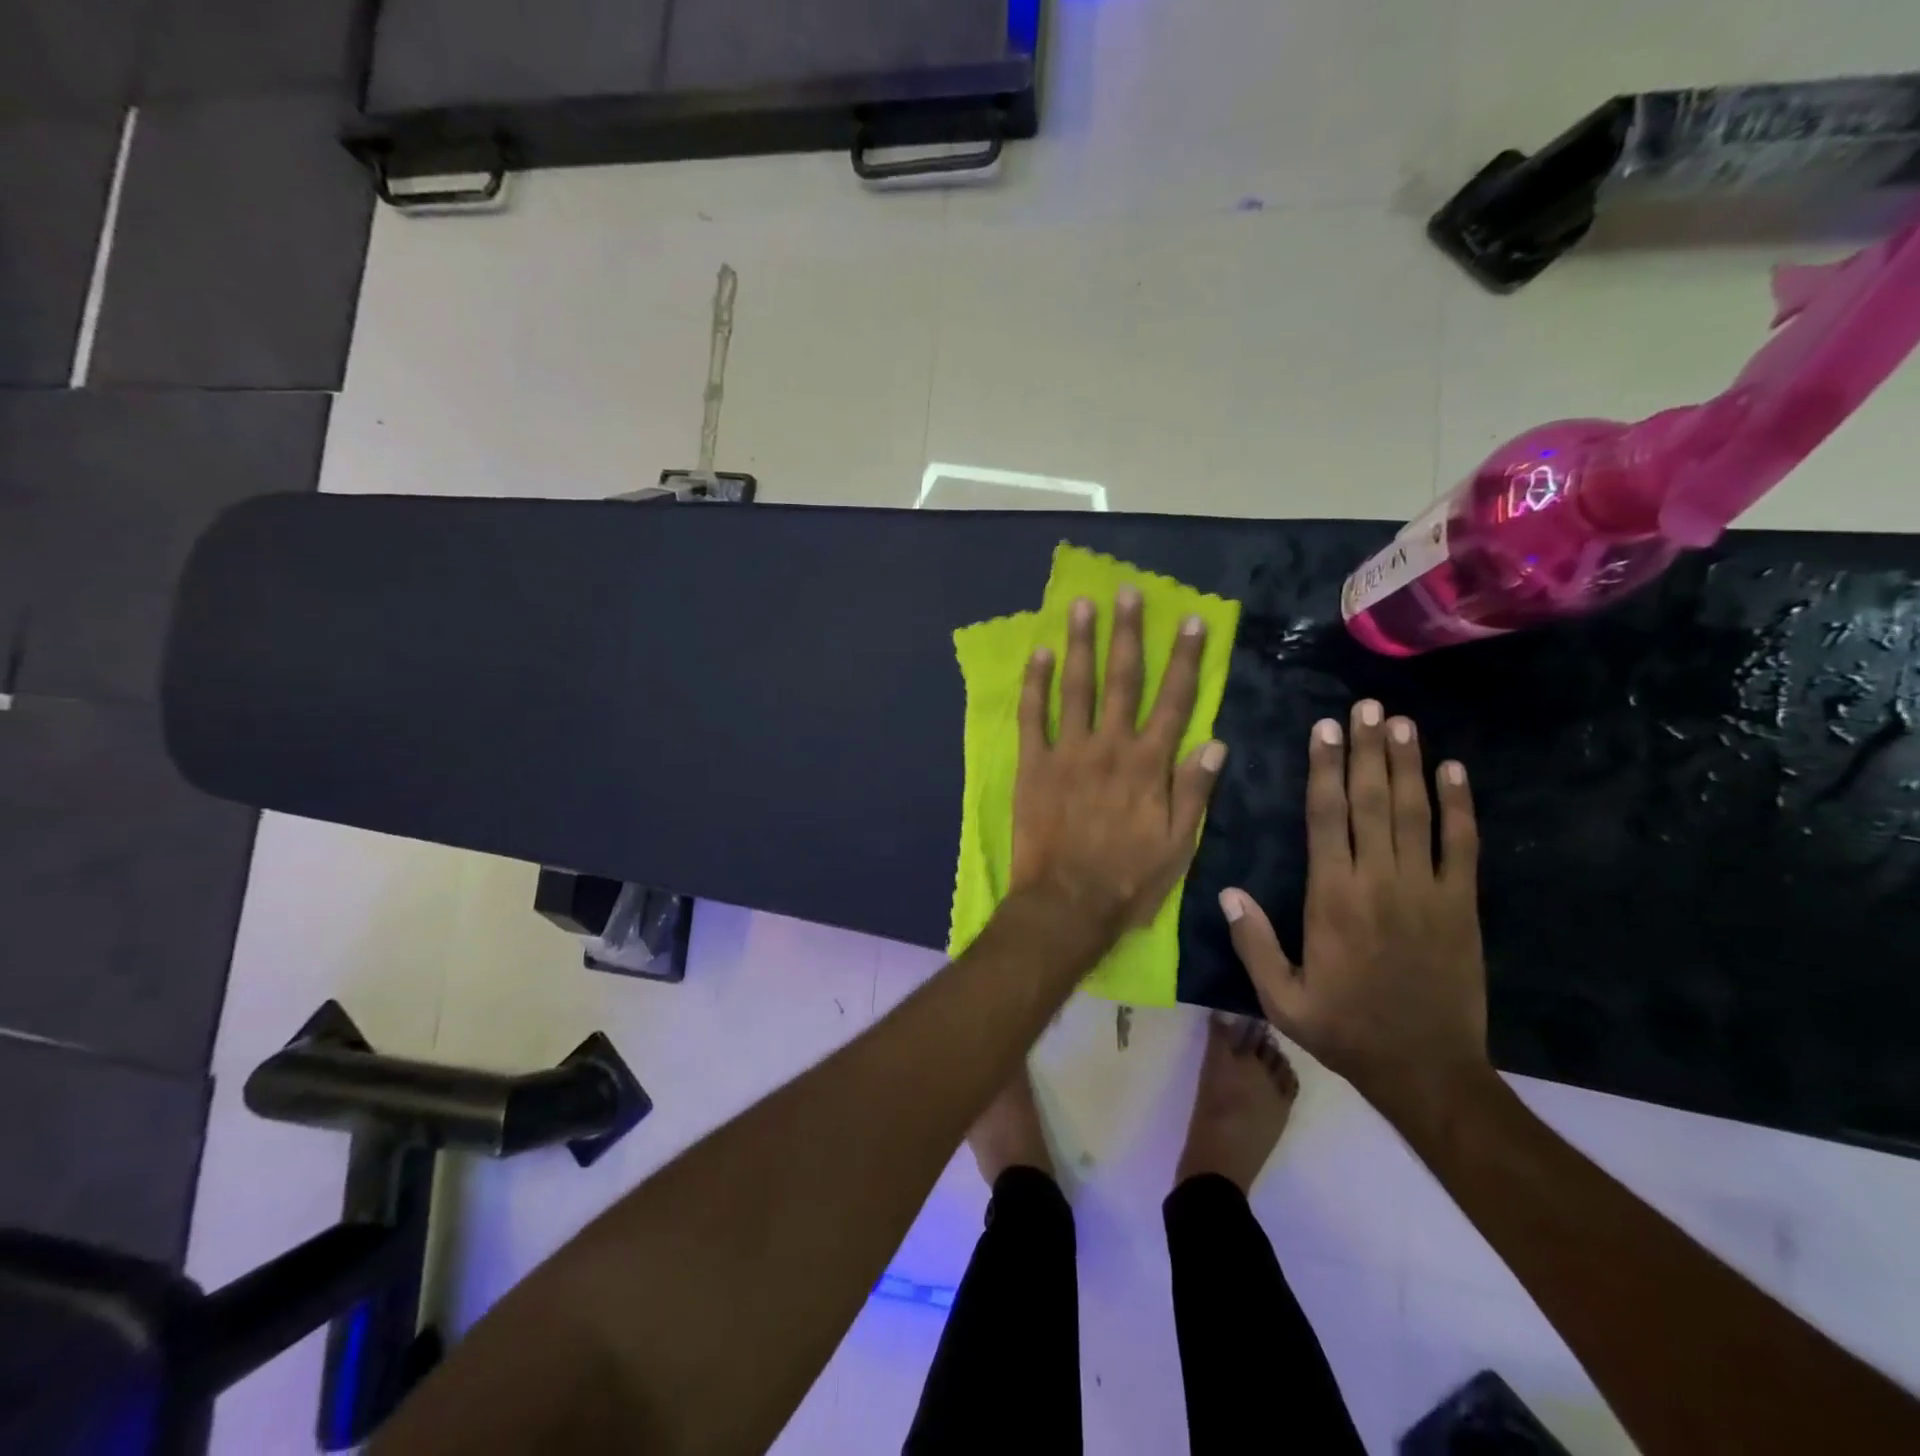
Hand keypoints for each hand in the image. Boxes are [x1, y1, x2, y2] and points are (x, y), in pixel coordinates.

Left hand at [1009, 587, 1225, 938]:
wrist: (1066, 903)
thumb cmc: (1128, 880)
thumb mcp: (1178, 845)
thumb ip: (1194, 791)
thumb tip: (1216, 742)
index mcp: (1149, 764)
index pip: (1174, 700)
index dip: (1184, 658)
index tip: (1191, 621)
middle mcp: (1111, 746)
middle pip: (1123, 679)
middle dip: (1127, 633)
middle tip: (1128, 592)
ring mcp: (1068, 752)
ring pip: (1077, 686)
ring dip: (1080, 643)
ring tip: (1082, 605)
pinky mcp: (1033, 764)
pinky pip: (1033, 716)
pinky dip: (1035, 683)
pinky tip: (1039, 653)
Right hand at [1218, 700, 1487, 1115]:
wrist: (1427, 1070)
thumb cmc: (1345, 1030)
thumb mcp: (1282, 999)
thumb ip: (1253, 943)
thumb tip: (1225, 891)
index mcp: (1332, 897)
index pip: (1326, 818)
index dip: (1326, 769)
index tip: (1326, 728)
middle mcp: (1379, 881)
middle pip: (1372, 802)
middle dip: (1368, 750)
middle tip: (1367, 706)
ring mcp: (1427, 890)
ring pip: (1415, 813)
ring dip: (1407, 764)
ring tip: (1401, 722)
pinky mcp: (1461, 905)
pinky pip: (1462, 846)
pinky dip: (1460, 806)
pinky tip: (1454, 771)